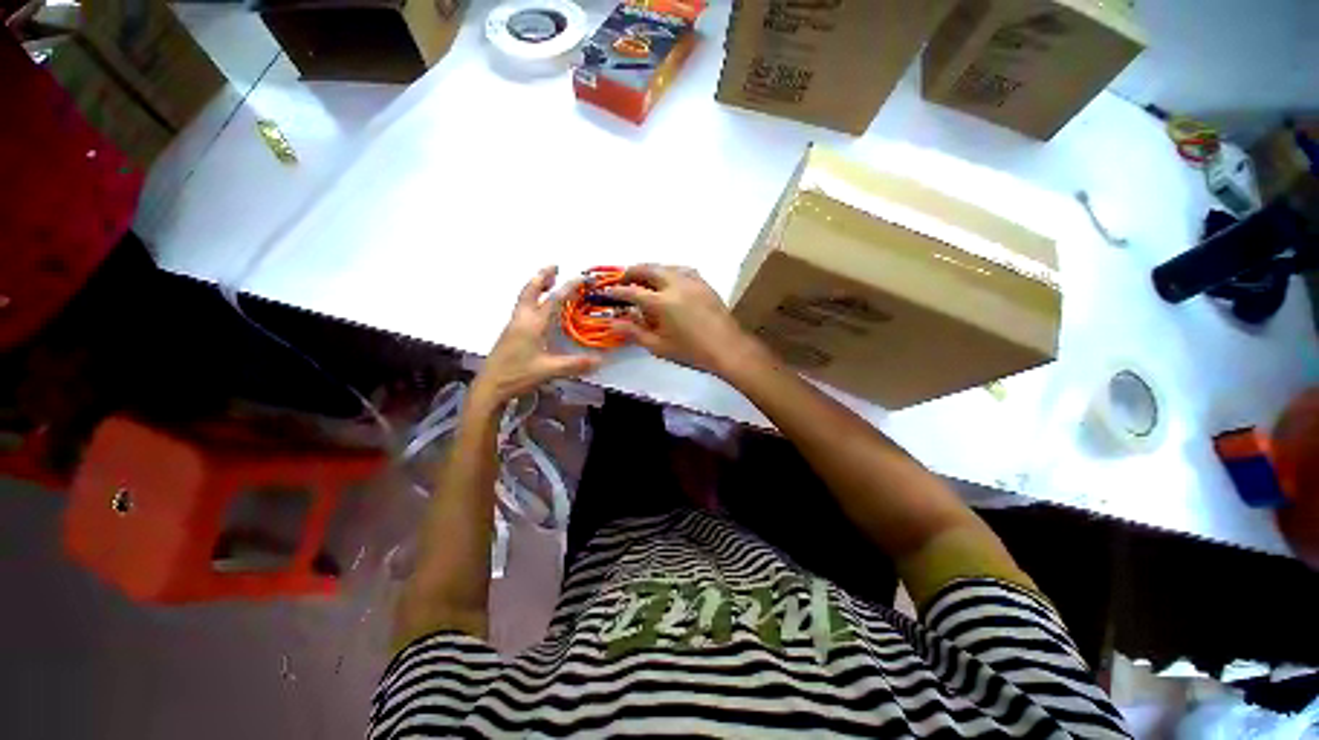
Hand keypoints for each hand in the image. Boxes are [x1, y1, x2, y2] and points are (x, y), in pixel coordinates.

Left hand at [470, 267, 600, 410]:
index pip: (553, 300)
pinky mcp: (510, 333)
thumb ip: (575, 364)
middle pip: (530, 290)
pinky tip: (538, 307)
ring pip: (524, 298)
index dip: (568, 287)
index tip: (581, 277)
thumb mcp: (549, 370)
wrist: (490, 386)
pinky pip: (522, 307)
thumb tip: (600, 360)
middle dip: (543, 276)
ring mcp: (514, 325)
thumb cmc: (518, 375)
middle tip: (555, 266)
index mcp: (533, 324)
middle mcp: (522, 319)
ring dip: (536, 286)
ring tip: (548, 280)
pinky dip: (532, 298)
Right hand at [604, 264, 754, 375]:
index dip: (617, 291)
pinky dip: (669, 271)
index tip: (607, 292)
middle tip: (623, 280)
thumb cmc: (691, 352)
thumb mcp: (659, 347)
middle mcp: (675, 285)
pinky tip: (669, 280)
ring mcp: (692, 281)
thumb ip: (634, 333)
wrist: (728, 349)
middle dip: (632, 272)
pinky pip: (682, 270)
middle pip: (648, 269)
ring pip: (666, 266)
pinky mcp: (704, 283)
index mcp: (662, 302)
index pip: (632, 291)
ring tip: (644, 279)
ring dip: (651, 269)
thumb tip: (613, 323)